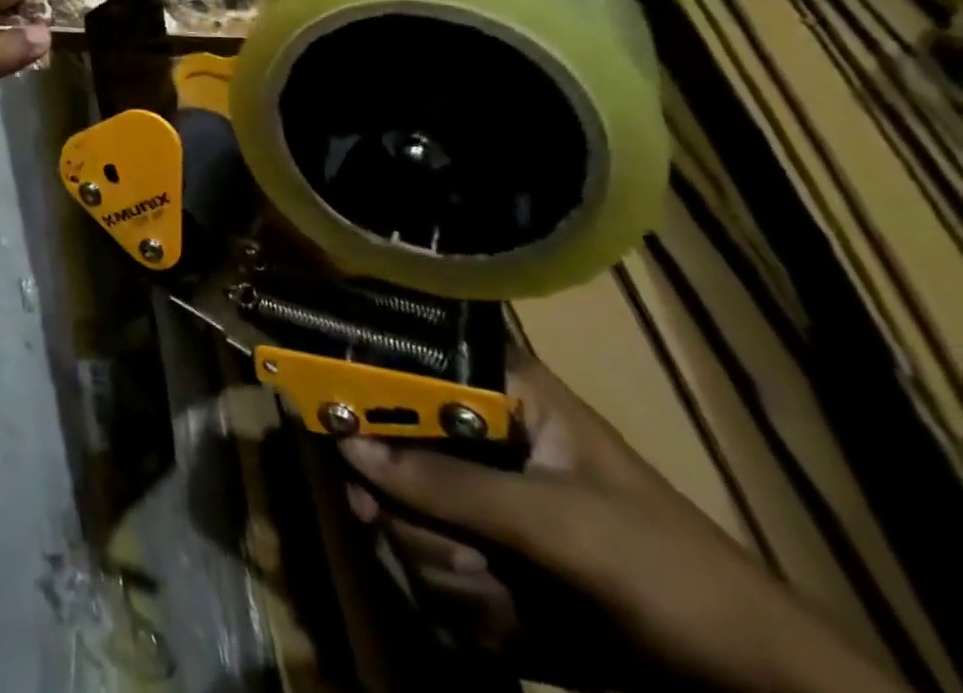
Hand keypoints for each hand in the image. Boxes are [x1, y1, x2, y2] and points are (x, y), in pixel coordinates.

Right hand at [339, 346, 907, 692]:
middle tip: (399, 531)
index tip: (317, 406)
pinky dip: (465, 606)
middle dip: (408, 510)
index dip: (358, 378)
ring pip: (406, 516)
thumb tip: (347, 447)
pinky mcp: (488, 560)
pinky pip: (432, 569)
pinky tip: (515, 627)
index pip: (408, 360)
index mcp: (502, 395)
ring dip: (445, 569)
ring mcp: (482, 503)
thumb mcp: (560, 527)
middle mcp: (479, 437)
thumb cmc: (670, 578)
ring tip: (505, 599)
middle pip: (391, 449)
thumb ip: (451, 485)